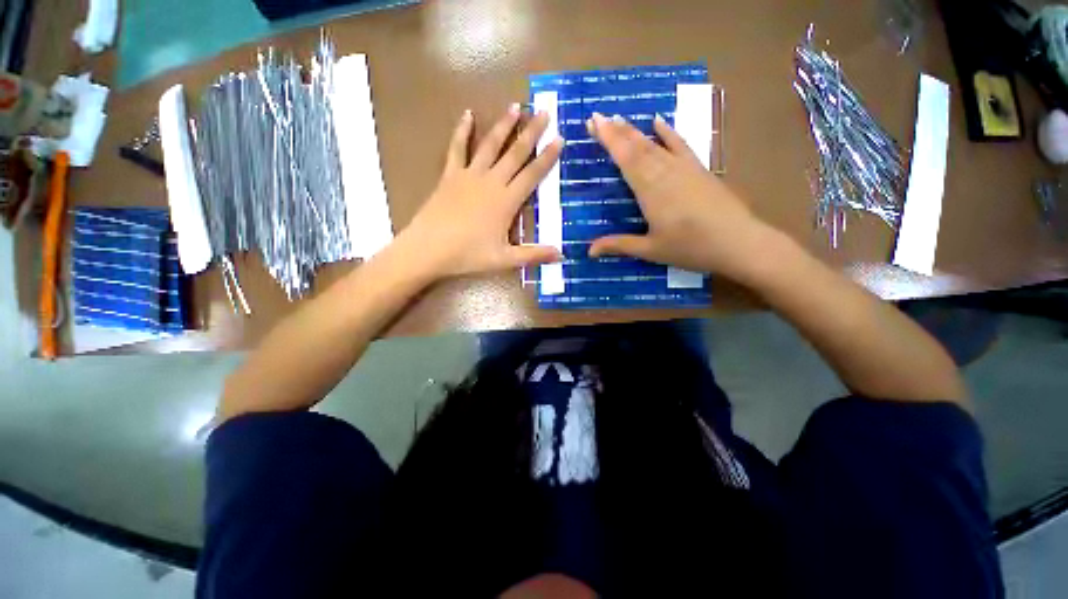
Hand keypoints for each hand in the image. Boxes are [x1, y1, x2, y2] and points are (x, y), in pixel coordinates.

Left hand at [395, 105, 563, 281]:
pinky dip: (462, 131)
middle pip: (515, 153)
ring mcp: (469, 175)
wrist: (428, 249)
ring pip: (490, 145)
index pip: (532, 175)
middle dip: (532, 132)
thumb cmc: (468, 255)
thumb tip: (561, 255)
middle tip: (544, 112)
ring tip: (516, 106)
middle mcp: (491, 182)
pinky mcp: (450, 175)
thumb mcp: (504, 259)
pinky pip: (457, 148)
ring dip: (504, 125)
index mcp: (506, 201)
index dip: (547, 158)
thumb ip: (533, 255)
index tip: (559, 138)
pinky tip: (468, 114)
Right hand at [587, 113, 771, 278]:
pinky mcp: (699, 169)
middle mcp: (665, 173)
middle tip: (597, 116)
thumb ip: (619, 245)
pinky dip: (668, 132)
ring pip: (654, 144)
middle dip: (616, 130)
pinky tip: (658, 120)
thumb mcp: (651, 250)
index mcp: (650, 191)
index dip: (609, 139)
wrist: (738, 242)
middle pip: (637, 147)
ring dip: (635, 130)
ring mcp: (684, 168)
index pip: (625, 159)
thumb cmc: (690, 248)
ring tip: (618, 117)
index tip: (593, 121)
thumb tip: (589, 251)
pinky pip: (680, 145)